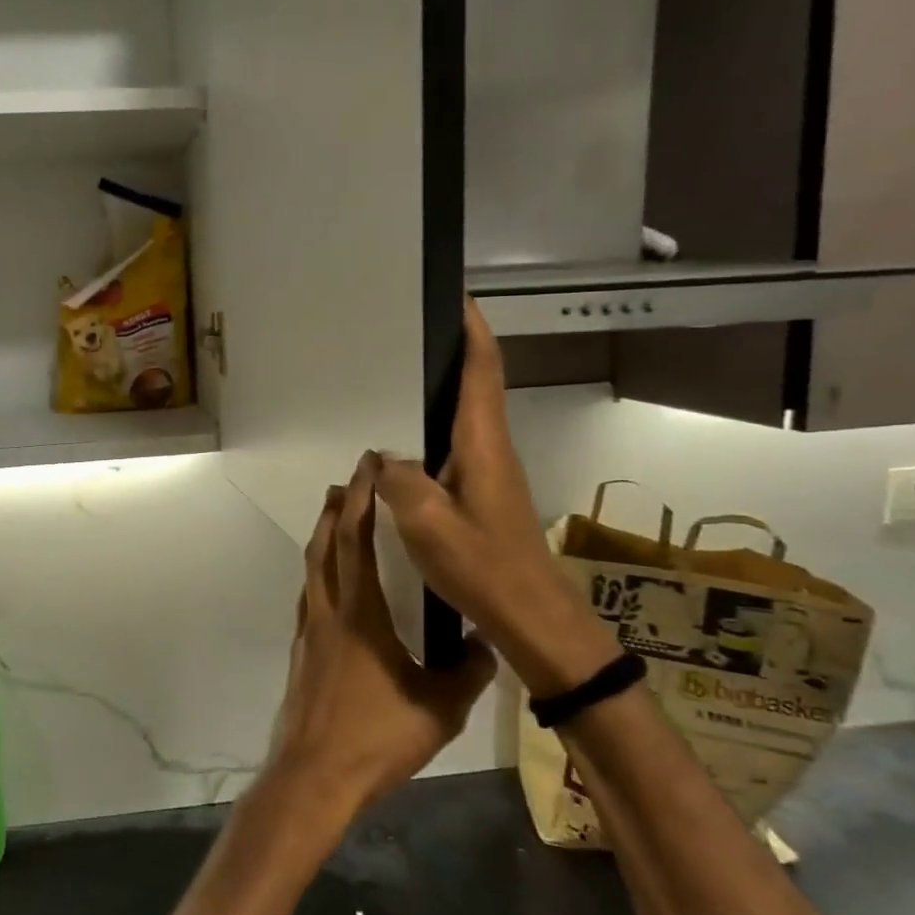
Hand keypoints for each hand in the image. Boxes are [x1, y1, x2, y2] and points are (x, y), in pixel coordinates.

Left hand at [265, 455, 495, 830]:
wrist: (314, 776)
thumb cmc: (376, 738)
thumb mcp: (439, 708)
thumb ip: (467, 672)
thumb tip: (485, 643)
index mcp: (360, 613)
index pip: (355, 539)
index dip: (361, 498)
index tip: (369, 466)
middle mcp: (327, 611)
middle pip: (325, 544)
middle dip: (336, 506)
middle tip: (350, 480)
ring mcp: (308, 630)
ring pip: (312, 567)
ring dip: (322, 535)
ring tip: (336, 517)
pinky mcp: (300, 651)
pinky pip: (309, 595)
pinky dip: (319, 572)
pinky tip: (331, 584)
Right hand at [372, 298, 614, 696]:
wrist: (531, 617)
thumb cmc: (483, 567)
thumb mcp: (426, 523)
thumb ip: (399, 480)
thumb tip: (382, 457)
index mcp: (482, 444)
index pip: (482, 372)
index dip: (473, 332)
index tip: (458, 297)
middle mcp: (490, 449)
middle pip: (474, 386)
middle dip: (450, 353)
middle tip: (406, 335)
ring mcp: (489, 473)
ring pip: (461, 419)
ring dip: (437, 394)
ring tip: (394, 382)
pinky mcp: (481, 495)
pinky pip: (451, 450)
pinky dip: (428, 435)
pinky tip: (398, 451)